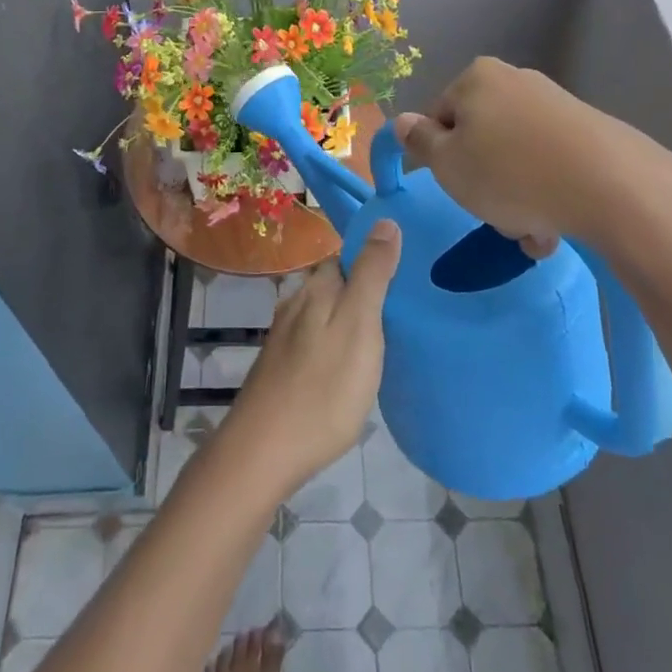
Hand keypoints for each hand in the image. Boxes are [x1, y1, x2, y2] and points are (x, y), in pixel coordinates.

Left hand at [220, 221, 401, 494]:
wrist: (264, 451)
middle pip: (336, 282)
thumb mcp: (359, 325)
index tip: (407, 270)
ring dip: (350, 315)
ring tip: (385, 335)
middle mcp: (297, 302)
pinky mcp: (282, 366)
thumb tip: (385, 220)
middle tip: (404, 307)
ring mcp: (285, 335)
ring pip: (325, 311)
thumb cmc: (323, 387)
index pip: (347, 254)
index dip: (375, 256)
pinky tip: (350, 364)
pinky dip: (336, 341)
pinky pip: (316, 338)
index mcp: (317, 287)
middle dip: (364, 287)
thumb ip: (372, 273)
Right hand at [391, 58, 604, 256]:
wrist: (611, 186)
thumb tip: (402, 122)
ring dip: (516, 198)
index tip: (455, 186)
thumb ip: (419, 141)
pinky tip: (556, 226)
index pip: (439, 116)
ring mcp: (557, 105)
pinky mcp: (590, 132)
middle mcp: (517, 81)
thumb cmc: (509, 172)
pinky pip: (552, 166)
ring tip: (530, 232)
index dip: (440, 156)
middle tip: (492, 214)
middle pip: (481, 138)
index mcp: (477, 78)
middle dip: (483, 182)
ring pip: (517, 158)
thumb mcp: (447, 163)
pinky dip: (547, 194)